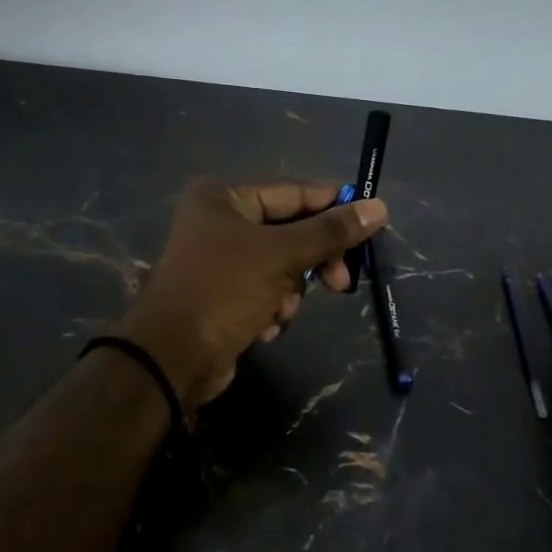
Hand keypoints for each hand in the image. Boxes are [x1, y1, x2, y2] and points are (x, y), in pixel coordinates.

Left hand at [115, 179, 387, 408]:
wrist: (173, 359)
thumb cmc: (224, 292)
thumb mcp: (282, 256)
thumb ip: (331, 232)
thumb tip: (378, 208)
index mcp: (224, 197)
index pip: (294, 192)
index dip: (334, 209)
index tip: (370, 229)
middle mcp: (218, 222)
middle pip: (290, 232)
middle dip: (312, 263)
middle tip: (340, 284)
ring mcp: (219, 261)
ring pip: (282, 267)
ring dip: (290, 292)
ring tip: (279, 310)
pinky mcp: (223, 296)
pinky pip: (265, 292)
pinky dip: (272, 309)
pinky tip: (264, 327)